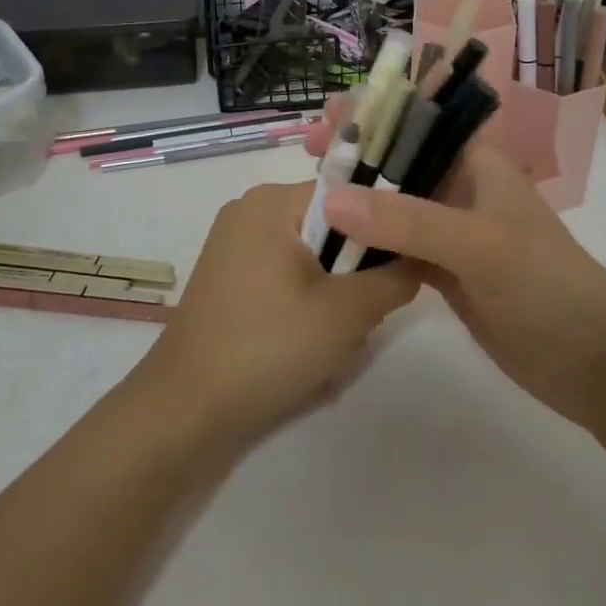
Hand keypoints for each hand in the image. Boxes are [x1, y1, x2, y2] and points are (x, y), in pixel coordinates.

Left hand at [133, 181, 419, 450]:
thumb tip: (420, 257)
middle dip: (353, 268)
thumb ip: (395, 277)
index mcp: (272, 200)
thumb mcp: (348, 313)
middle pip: (329, 224)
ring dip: (332, 290)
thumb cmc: (268, 346)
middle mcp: (250, 209)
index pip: (349, 194)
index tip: (401, 266)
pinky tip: (307, 339)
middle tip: (364, 312)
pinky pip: (284, 273)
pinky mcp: (228, 277)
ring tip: (336, 333)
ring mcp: (233, 244)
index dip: (382, 228)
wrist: (185, 411)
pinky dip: (304, 299)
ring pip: (309, 254)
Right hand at [307, 104, 605, 431]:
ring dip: (354, 200)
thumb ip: (407, 220)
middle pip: (397, 161)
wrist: (591, 361)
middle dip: (354, 154)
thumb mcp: (479, 244)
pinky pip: (394, 248)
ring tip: (305, 197)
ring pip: (392, 206)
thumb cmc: (545, 284)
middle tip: (307, 154)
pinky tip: (330, 246)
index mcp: (476, 162)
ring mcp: (450, 232)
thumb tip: (330, 197)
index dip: (373, 112)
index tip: (327, 115)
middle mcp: (460, 188)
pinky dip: (366, 245)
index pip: (417, 121)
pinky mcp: (443, 271)